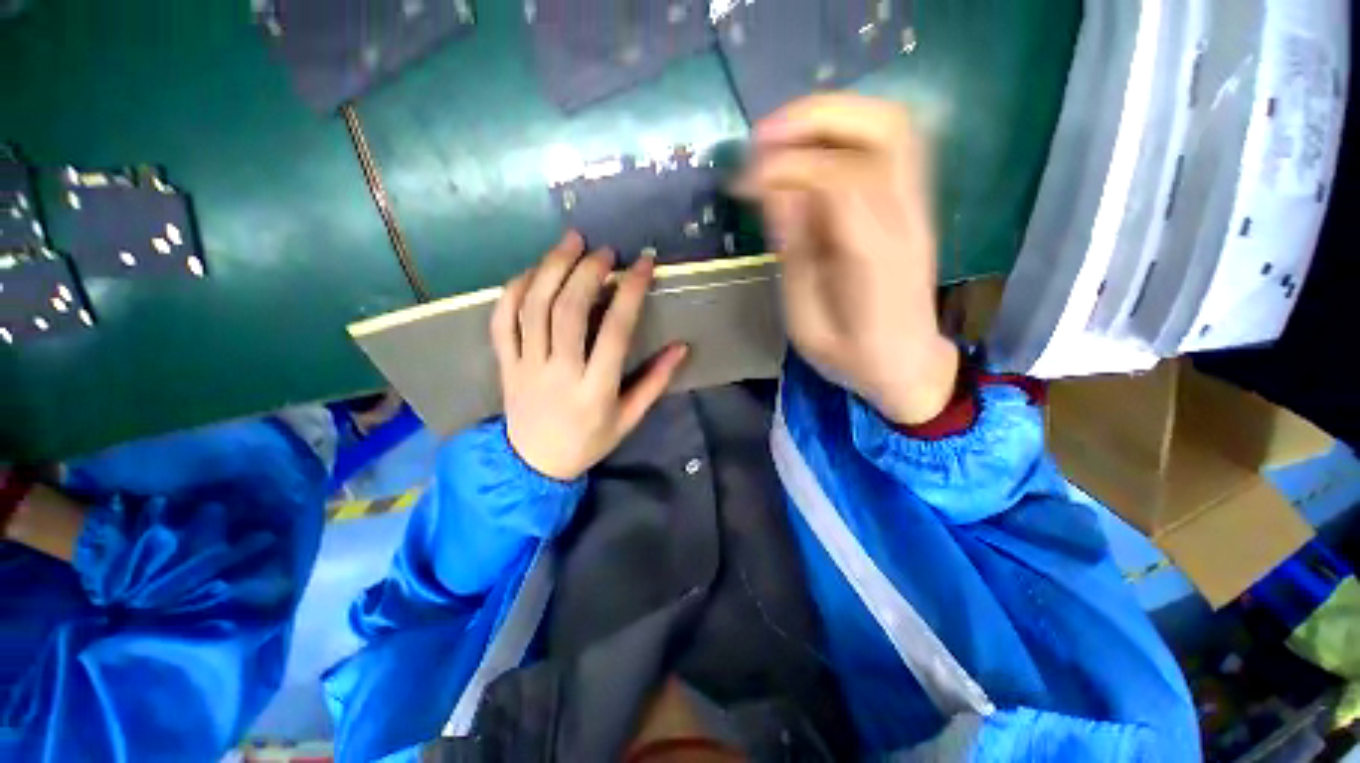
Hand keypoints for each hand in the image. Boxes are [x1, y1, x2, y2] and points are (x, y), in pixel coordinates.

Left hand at [491, 232, 689, 480]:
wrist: (533, 464)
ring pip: (533, 308)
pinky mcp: (505, 364)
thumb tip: (681, 347)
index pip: (615, 331)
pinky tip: (532, 271)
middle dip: (587, 272)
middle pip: (568, 311)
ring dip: (551, 268)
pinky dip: (514, 290)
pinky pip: (502, 321)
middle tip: (605, 251)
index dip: (630, 292)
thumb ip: (655, 382)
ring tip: (571, 242)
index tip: (643, 264)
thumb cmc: (589, 441)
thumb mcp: (629, 418)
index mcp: (595, 389)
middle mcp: (559, 372)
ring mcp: (526, 366)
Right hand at [741, 94, 958, 424]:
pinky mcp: (916, 205)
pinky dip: (846, 131)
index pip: (839, 178)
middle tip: (760, 137)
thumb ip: (794, 256)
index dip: (785, 167)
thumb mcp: (806, 321)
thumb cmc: (851, 356)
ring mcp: (919, 207)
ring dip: (832, 115)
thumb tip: (773, 193)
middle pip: (882, 129)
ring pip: (892, 124)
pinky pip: (891, 144)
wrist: (908, 365)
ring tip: (781, 136)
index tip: (741, 180)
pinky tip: (812, 149)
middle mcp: (907, 219)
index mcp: (876, 259)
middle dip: (814, 117)